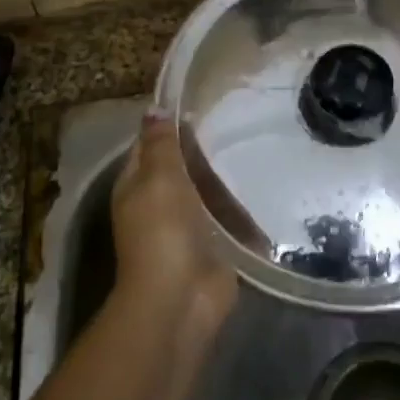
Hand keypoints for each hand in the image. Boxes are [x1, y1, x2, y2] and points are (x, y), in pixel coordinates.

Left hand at [110, 115, 238, 335]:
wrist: (180, 298)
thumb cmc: (163, 230)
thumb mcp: (159, 177)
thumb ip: (161, 143)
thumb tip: (155, 108)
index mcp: (136, 186)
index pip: (150, 146)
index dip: (169, 126)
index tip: (200, 102)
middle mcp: (158, 204)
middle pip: (181, 169)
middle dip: (202, 150)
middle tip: (237, 120)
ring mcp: (187, 228)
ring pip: (206, 192)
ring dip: (224, 177)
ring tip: (256, 146)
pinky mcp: (213, 247)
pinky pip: (228, 219)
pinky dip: (241, 208)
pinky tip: (263, 187)